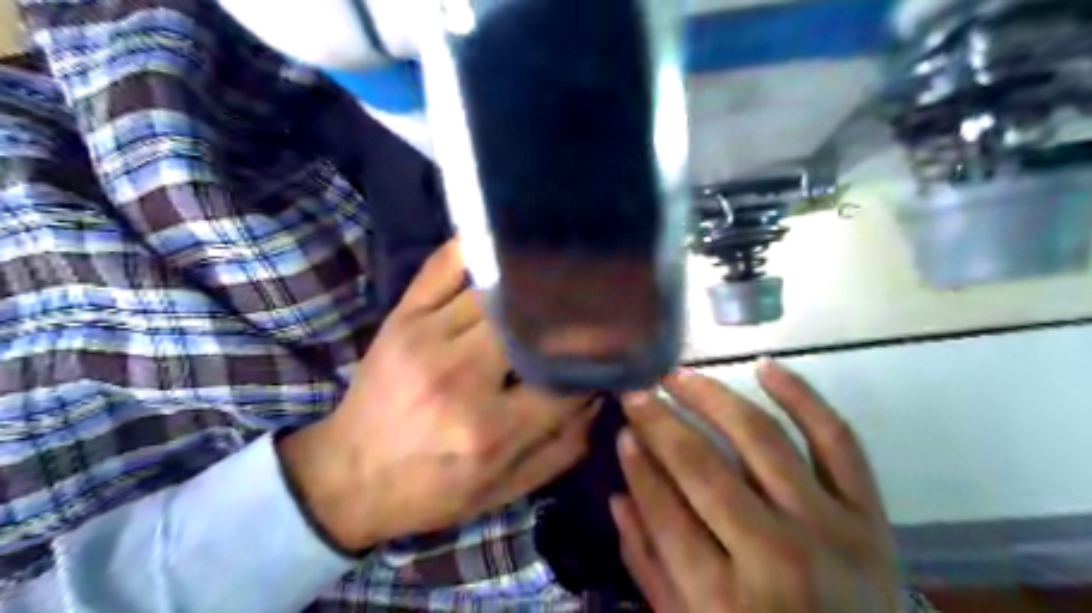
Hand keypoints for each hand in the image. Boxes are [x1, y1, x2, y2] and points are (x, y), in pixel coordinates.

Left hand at [277, 242, 594, 552]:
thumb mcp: (503, 491)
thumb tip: (598, 395)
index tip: (607, 351)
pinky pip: (443, 265)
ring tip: (554, 280)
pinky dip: (474, 248)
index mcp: (491, 431)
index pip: (564, 380)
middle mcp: (461, 377)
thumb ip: (562, 448)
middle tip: (586, 309)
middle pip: (531, 324)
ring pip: (497, 290)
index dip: (593, 363)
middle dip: (566, 316)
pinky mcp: (402, 317)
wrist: (348, 477)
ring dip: (530, 286)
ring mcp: (427, 338)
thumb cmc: (430, 490)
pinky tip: (502, 244)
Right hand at [611, 362, 900, 610]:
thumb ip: (649, 565)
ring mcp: (830, 528)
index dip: (638, 464)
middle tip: (637, 392)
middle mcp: (776, 555)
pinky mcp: (870, 514)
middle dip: (661, 422)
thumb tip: (618, 495)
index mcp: (724, 600)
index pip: (664, 509)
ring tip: (680, 376)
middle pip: (703, 467)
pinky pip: (837, 440)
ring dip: (713, 398)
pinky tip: (765, 366)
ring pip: (761, 439)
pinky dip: (802, 397)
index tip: (622, 430)